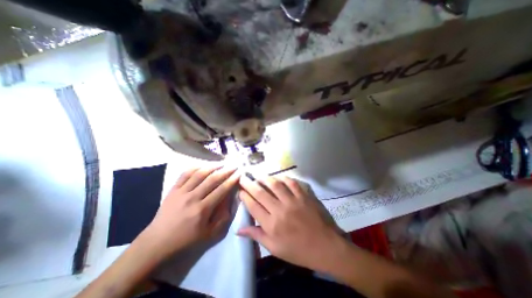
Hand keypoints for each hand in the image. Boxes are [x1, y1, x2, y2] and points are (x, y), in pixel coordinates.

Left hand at [142, 166, 240, 258]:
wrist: (157, 243)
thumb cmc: (187, 240)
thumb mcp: (211, 234)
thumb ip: (224, 216)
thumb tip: (230, 199)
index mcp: (203, 209)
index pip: (222, 190)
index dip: (232, 180)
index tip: (239, 173)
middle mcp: (193, 198)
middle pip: (212, 179)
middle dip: (225, 171)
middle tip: (234, 166)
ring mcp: (181, 192)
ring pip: (199, 174)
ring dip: (212, 167)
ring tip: (221, 163)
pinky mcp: (173, 190)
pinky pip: (185, 174)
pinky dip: (195, 168)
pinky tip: (203, 166)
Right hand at [239, 175, 345, 270]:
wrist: (325, 247)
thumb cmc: (298, 251)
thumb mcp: (275, 248)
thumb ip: (257, 236)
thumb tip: (239, 230)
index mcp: (271, 225)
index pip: (253, 206)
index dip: (245, 197)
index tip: (240, 190)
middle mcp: (280, 210)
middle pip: (260, 193)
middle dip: (249, 184)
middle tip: (243, 177)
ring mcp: (293, 201)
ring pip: (275, 185)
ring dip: (265, 178)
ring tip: (258, 175)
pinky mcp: (304, 196)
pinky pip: (292, 183)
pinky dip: (284, 178)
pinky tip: (279, 178)